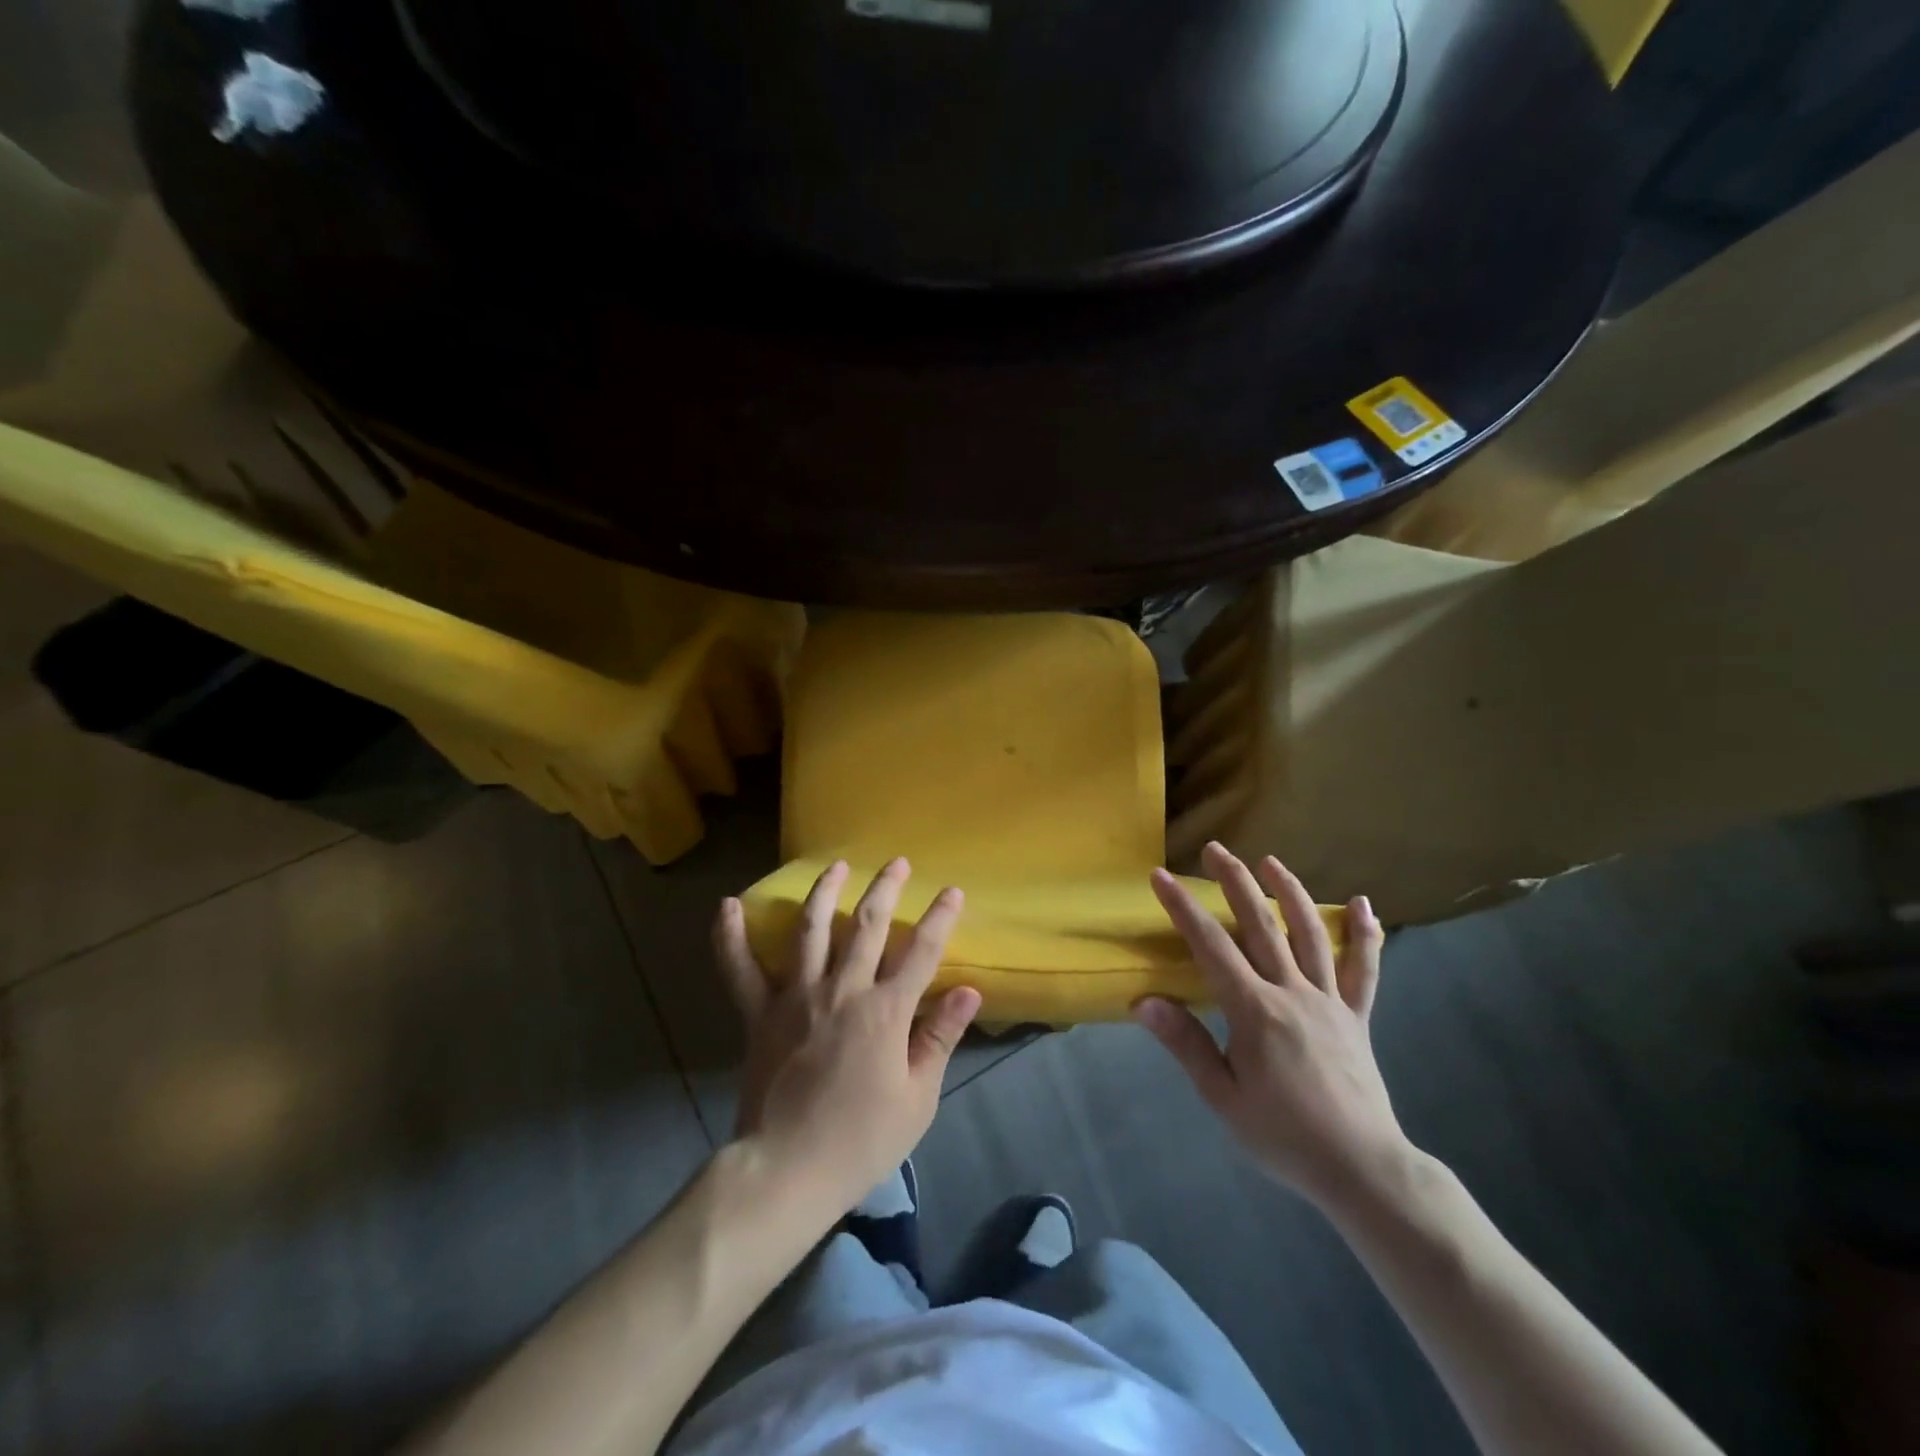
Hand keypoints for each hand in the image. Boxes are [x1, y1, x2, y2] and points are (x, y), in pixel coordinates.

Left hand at [712, 858, 981, 1214]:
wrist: (787, 1170)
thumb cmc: (860, 1140)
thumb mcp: (917, 1097)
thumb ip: (939, 1037)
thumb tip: (969, 990)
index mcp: (885, 1011)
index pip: (921, 951)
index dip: (940, 917)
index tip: (952, 891)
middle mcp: (842, 990)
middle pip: (866, 925)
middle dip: (885, 889)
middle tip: (897, 862)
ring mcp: (796, 996)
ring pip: (810, 930)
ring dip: (825, 892)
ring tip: (836, 865)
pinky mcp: (759, 1014)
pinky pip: (739, 969)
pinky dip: (730, 936)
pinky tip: (728, 905)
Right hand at [1135, 843, 1408, 1208]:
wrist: (1362, 1169)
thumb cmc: (1283, 1136)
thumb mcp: (1222, 1097)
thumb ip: (1185, 1044)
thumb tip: (1143, 1002)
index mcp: (1255, 1010)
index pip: (1211, 947)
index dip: (1183, 908)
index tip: (1160, 877)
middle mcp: (1292, 992)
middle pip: (1261, 925)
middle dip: (1235, 882)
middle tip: (1215, 849)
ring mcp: (1330, 1000)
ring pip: (1310, 933)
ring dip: (1289, 891)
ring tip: (1270, 861)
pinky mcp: (1357, 1015)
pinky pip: (1364, 969)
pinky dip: (1366, 935)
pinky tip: (1365, 904)